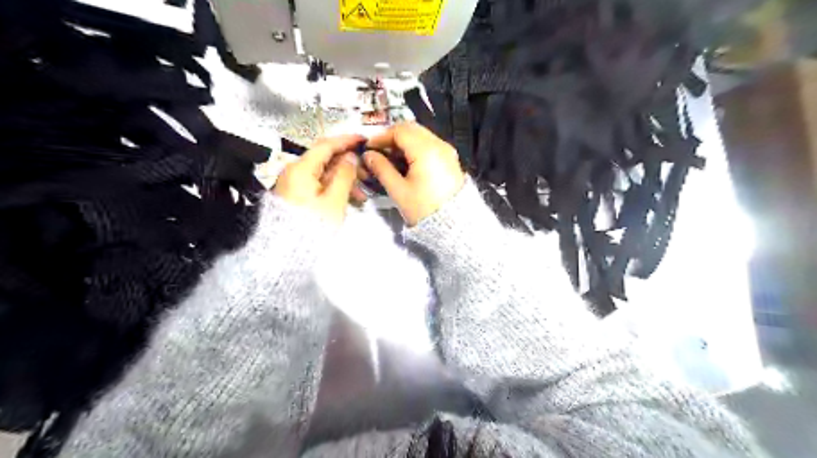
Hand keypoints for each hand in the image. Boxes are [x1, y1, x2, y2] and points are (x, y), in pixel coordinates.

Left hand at [274, 132, 363, 222]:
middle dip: (348, 163)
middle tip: (366, 170)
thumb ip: (344, 175)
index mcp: (301, 169)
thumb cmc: (313, 224)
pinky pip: (319, 184)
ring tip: (362, 192)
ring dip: (344, 178)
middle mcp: (295, 171)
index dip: (346, 141)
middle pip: (325, 159)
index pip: (326, 146)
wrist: (287, 252)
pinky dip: (335, 187)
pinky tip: (350, 198)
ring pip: (324, 173)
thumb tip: (350, 157)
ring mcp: (295, 184)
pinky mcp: (297, 195)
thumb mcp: (334, 200)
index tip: (363, 139)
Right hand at [364, 121, 465, 223]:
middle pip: (411, 129)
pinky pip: (430, 144)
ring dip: (404, 141)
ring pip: (421, 135)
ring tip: (391, 158)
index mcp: (426, 150)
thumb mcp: (399, 191)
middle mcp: (439, 144)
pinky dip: (416, 147)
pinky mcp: (450, 159)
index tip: (369, 148)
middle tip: (379, 151)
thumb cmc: (424, 208)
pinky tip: (406, 162)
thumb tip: (368, 155)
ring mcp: (447, 150)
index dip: (381, 136)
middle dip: (392, 137)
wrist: (454, 224)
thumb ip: (382, 169)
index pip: (400, 131)